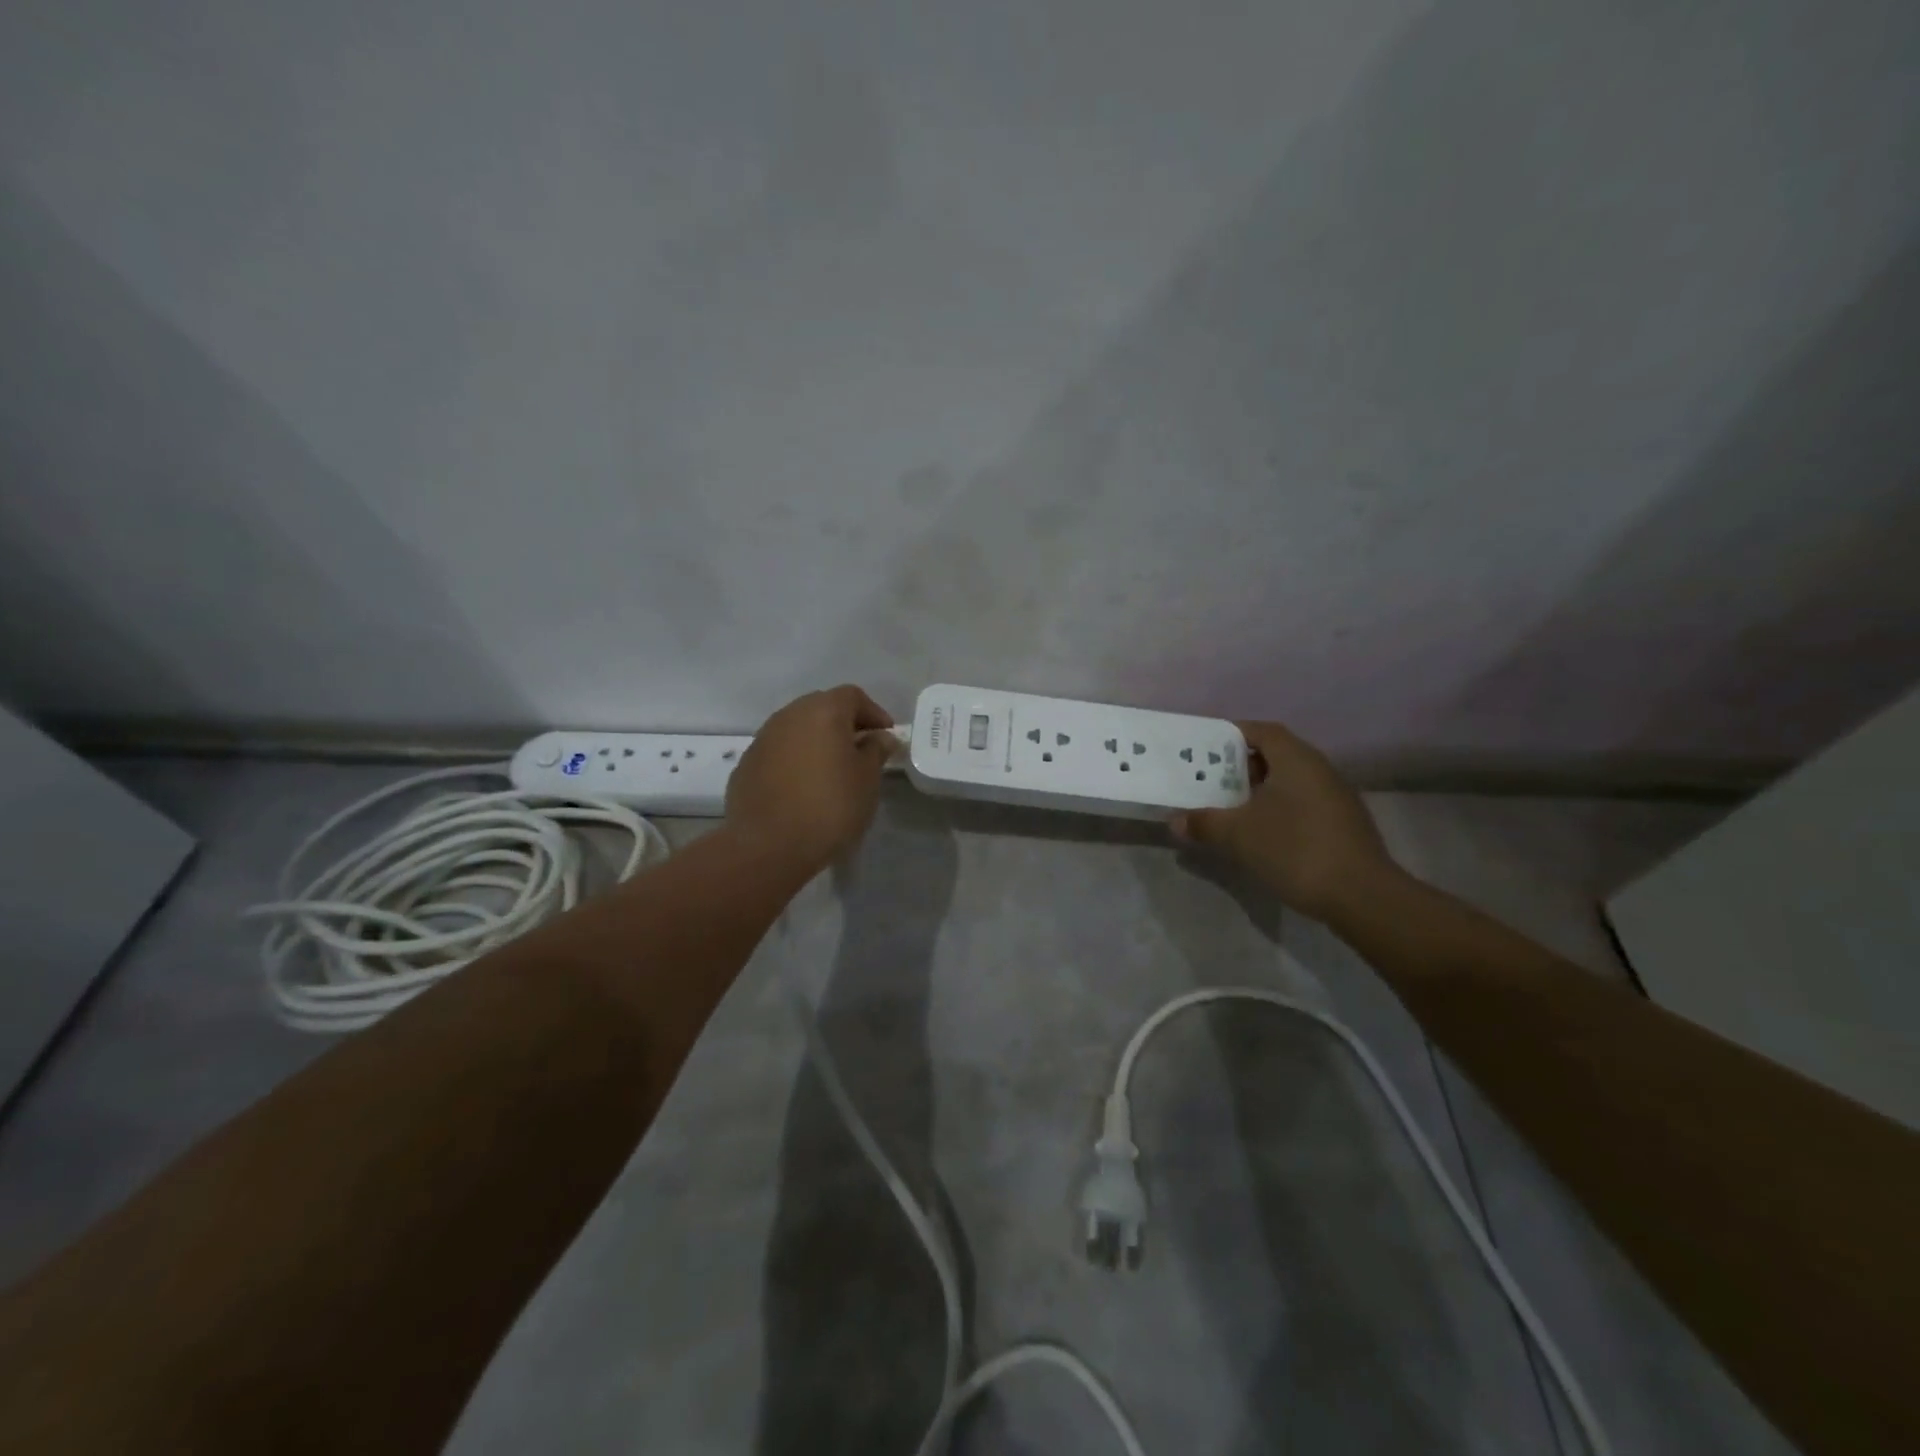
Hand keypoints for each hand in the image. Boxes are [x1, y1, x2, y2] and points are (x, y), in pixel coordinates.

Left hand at [726, 685, 897, 872]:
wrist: (768, 846)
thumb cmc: (830, 807)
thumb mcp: (867, 779)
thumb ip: (876, 751)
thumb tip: (880, 737)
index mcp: (823, 711)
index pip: (853, 696)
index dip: (873, 713)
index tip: (886, 736)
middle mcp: (789, 716)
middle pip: (822, 707)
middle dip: (844, 724)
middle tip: (861, 750)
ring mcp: (762, 739)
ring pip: (797, 729)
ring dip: (816, 741)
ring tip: (832, 770)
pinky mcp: (746, 765)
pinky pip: (779, 752)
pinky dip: (795, 760)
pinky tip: (803, 787)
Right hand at [1170, 720, 1399, 921]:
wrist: (1362, 896)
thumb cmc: (1295, 849)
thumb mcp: (1238, 835)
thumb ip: (1204, 823)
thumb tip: (1175, 821)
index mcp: (1296, 759)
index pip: (1261, 731)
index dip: (1232, 735)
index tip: (1205, 748)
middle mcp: (1319, 770)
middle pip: (1275, 755)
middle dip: (1240, 766)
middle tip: (1209, 781)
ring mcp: (1336, 798)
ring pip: (1289, 782)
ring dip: (1259, 791)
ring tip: (1228, 808)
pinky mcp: (1342, 825)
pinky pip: (1302, 804)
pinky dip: (1277, 810)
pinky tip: (1260, 834)